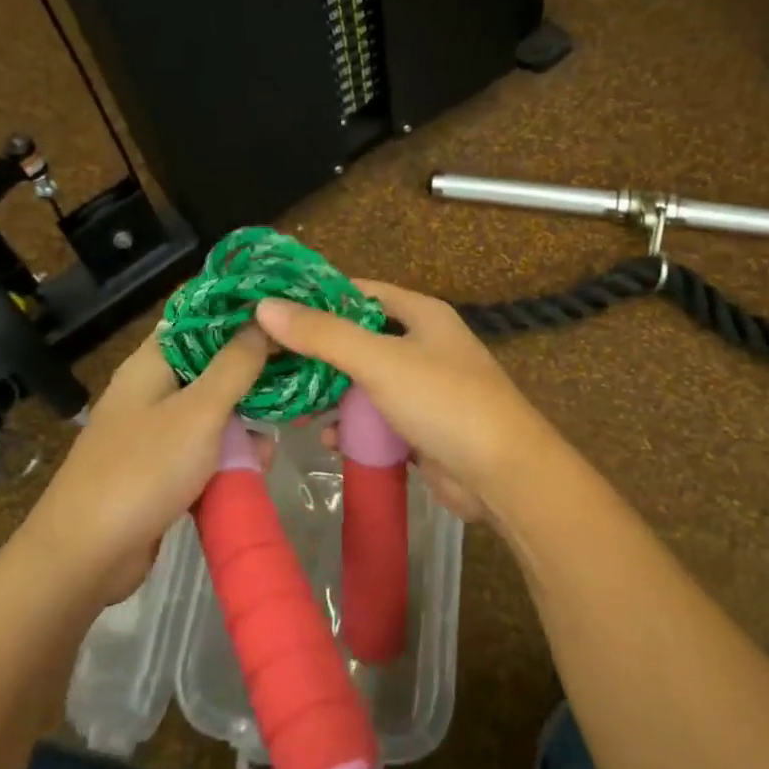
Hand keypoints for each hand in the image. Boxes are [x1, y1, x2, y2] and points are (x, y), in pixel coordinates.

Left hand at [26, 325, 269, 604]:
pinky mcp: (161, 469)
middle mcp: (152, 389)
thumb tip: (262, 319)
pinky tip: (258, 466)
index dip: (239, 312)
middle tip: (298, 377)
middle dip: (253, 374)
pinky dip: (229, 455)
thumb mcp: (200, 412)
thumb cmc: (144, 470)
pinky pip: (204, 450)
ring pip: (212, 412)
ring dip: (245, 422)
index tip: (284, 314)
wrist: (86, 556)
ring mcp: (154, 431)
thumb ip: (235, 365)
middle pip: (211, 366)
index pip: (198, 318)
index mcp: (152, 362)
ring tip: (282, 433)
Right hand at [254, 281, 568, 525]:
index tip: (271, 307)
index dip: (316, 297)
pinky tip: (325, 439)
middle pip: (358, 338)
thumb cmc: (445, 402)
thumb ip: (324, 335)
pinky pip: (376, 419)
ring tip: (286, 401)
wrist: (503, 476)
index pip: (359, 292)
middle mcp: (422, 344)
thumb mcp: (381, 361)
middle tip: (267, 359)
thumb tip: (265, 307)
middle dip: (317, 352)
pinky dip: (352, 426)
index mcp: (421, 314)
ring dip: (331, 393)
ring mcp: (422, 388)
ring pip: (364, 382)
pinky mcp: (420, 427)